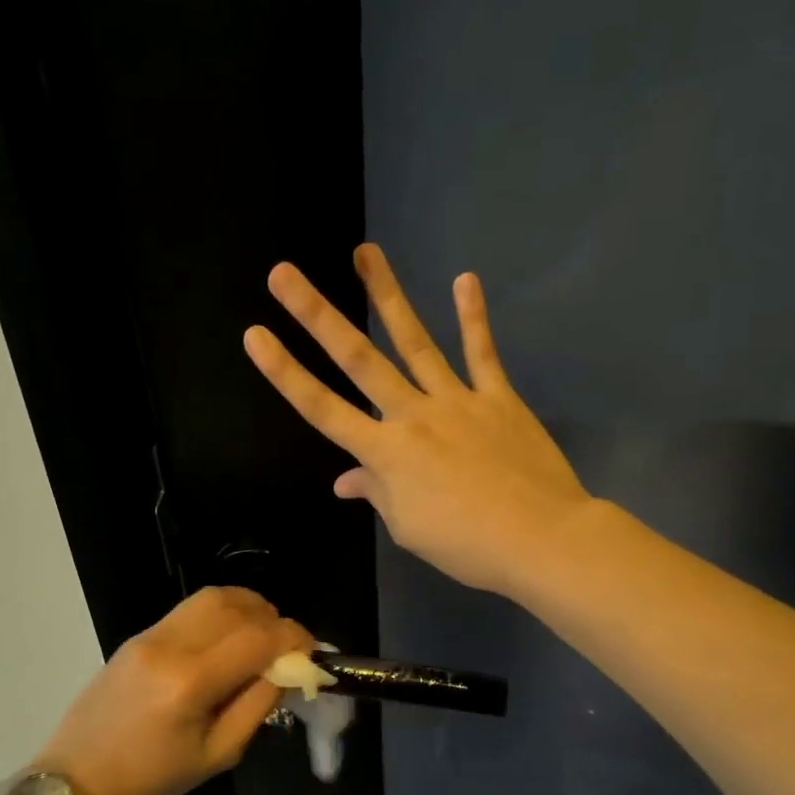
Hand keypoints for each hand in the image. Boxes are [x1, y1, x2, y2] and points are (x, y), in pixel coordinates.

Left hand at [37, 587, 309, 794]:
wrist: (79, 778)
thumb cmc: (153, 778)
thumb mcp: (218, 754)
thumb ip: (258, 705)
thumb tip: (287, 669)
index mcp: (191, 682)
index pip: (258, 637)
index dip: (294, 638)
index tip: (311, 654)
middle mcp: (171, 645)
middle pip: (237, 605)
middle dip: (273, 619)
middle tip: (286, 647)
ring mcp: (150, 634)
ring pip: (212, 597)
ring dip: (247, 608)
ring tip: (261, 636)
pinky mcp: (139, 635)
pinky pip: (189, 609)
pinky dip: (220, 613)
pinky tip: (228, 639)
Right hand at [243, 243, 592, 596]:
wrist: (540, 538)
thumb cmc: (465, 544)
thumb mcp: (408, 527)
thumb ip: (377, 492)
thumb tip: (347, 479)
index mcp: (385, 452)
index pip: (322, 408)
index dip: (285, 372)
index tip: (255, 335)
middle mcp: (412, 414)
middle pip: (357, 359)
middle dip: (316, 314)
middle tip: (284, 273)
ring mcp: (456, 400)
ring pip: (414, 341)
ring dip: (386, 295)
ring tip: (365, 251)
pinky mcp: (497, 398)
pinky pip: (482, 353)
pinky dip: (473, 318)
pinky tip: (464, 280)